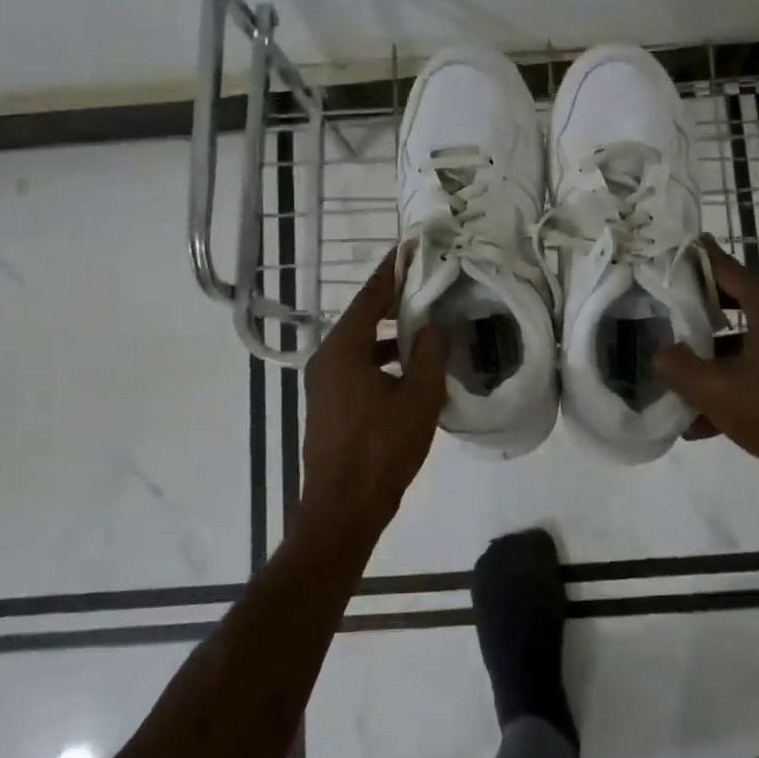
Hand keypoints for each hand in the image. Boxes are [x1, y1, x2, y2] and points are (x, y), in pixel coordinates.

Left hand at [300, 249, 447, 529]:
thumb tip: (434, 325)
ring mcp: (324, 385)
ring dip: (390, 336)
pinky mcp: (330, 406)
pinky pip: (358, 369)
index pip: (370, 297)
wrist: (342, 509)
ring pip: (361, 346)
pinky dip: (382, 361)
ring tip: (426, 327)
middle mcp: (327, 359)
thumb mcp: (418, 399)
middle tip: (428, 286)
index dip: (391, 271)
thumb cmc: (381, 449)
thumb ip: (428, 355)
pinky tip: (410, 371)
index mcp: (343, 349)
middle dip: (394, 302)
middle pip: (362, 318)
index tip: (410, 248)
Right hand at [655, 239, 758, 488]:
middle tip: (662, 310)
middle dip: (696, 310)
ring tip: (676, 381)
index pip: (724, 268)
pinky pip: (757, 368)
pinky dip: (731, 384)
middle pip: (732, 302)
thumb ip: (678, 367)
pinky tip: (702, 422)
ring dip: (710, 359)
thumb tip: (660, 352)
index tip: (667, 251)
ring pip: (743, 342)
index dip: (694, 259)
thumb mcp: (714, 392)